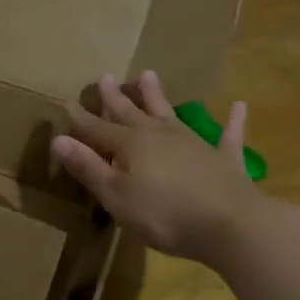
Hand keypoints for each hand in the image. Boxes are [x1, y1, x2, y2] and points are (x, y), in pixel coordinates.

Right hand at [51, 71, 267, 262]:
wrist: (230, 225)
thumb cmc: (163, 214)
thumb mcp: (115, 195)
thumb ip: (88, 166)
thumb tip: (58, 138)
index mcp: (129, 145)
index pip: (97, 129)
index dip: (80, 120)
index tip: (66, 104)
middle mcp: (158, 135)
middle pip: (131, 113)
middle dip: (115, 97)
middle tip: (105, 76)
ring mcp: (193, 143)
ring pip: (170, 113)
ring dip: (158, 95)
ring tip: (149, 74)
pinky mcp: (224, 158)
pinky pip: (228, 134)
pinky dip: (233, 121)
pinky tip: (240, 106)